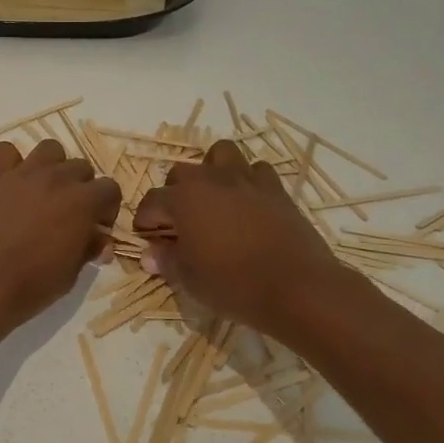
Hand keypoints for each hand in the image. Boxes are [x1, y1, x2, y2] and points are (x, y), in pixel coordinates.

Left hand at [0, 139, 122, 335]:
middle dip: (80, 187)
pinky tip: (8, 185)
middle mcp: (57, 179)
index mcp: (83, 202)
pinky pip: (6, 151)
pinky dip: (11, 164)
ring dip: (52, 167)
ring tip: (41, 192)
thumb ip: (88, 249)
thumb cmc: (30, 286)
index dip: (106, 208)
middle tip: (67, 213)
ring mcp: (23, 173)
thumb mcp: (70, 274)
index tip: (95, 227)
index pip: (110, 189)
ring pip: (49, 149)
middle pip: (80, 167)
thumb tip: (100, 240)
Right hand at [133, 140, 375, 341]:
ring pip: (220, 155)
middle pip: (181, 173)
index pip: (152, 201)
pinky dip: (248, 180)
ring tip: (212, 199)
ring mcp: (246, 180)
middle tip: (180, 223)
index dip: (146, 221)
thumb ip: (167, 261)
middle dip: (174, 194)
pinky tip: (248, 203)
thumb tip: (150, 255)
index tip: (148, 238)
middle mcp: (210, 180)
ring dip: (211, 172)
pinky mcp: (275, 188)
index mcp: (183, 199)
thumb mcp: (190, 279)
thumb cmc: (234, 284)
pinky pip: (256, 170)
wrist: (298, 287)